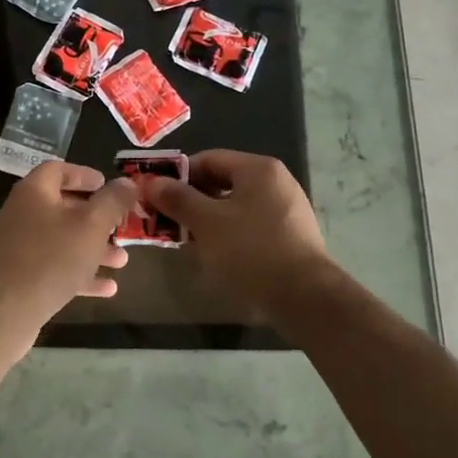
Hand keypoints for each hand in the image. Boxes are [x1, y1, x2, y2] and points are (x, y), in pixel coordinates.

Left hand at [0, 161, 136, 360]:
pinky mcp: (19, 279)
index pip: (57, 170)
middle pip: (63, 208)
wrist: (2, 313)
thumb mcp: (90, 226)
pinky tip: (107, 289)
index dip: (83, 174)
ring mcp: (18, 249)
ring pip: (61, 241)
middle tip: (121, 226)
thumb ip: (112, 202)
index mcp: (34, 193)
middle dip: (96, 218)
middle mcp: (22, 215)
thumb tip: (127, 181)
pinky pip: (54, 269)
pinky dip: (79, 275)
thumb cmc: (50, 258)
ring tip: (122, 261)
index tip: (107, 184)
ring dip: (92, 249)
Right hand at [143, 150, 334, 326]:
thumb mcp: (206, 223)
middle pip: (223, 181)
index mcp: (257, 168)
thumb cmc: (251, 251)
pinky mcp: (292, 235)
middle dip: (192, 199)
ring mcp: (287, 208)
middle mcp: (276, 181)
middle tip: (169, 221)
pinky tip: (218, 254)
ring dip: (209, 218)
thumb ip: (178, 199)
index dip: (178, 176)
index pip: (207, 159)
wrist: (306, 298)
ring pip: (236, 205)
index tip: (157, 197)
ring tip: (189, 240)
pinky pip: (252, 224)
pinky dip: (231, 233)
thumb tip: (152, 181)